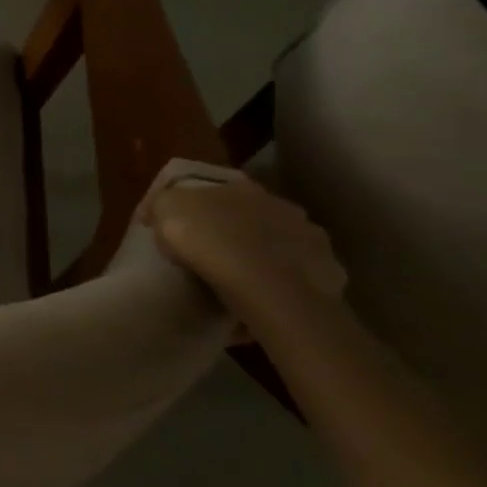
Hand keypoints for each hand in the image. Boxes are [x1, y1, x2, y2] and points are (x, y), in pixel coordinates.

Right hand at [141, 174, 346, 312]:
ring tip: (239, 280)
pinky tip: (263, 300)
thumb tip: (158, 213)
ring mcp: (310, 238)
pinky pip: (297, 276)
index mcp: (241, 186)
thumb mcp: (165, 210)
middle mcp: (281, 205)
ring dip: (262, 257)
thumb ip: (162, 204)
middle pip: (252, 215)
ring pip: (279, 244)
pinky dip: (280, 284)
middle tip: (211, 253)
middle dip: (235, 230)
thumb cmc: (208, 239)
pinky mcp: (327, 273)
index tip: (180, 226)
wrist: (267, 285)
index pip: (216, 188)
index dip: (196, 206)